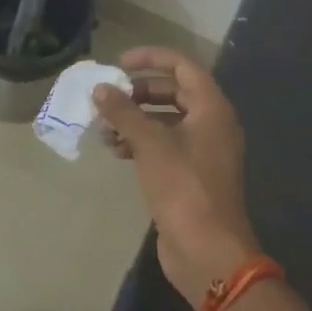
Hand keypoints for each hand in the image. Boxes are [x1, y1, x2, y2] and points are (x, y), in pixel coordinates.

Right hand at [93, 48, 258, 302]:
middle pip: (174, 92)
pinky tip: (116, 151)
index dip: (151, 58)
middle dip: (139, 92)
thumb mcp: (150, 144)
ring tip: (104, 129)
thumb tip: (100, 89)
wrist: (208, 252)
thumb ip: (124, 112)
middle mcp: (212, 124)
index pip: (183, 66)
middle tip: (110, 97)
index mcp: (212, 109)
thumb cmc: (183, 187)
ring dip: (135, 119)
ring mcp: (203, 151)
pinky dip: (141, 142)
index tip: (119, 63)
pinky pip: (164, 146)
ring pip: (166, 121)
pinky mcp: (191, 175)